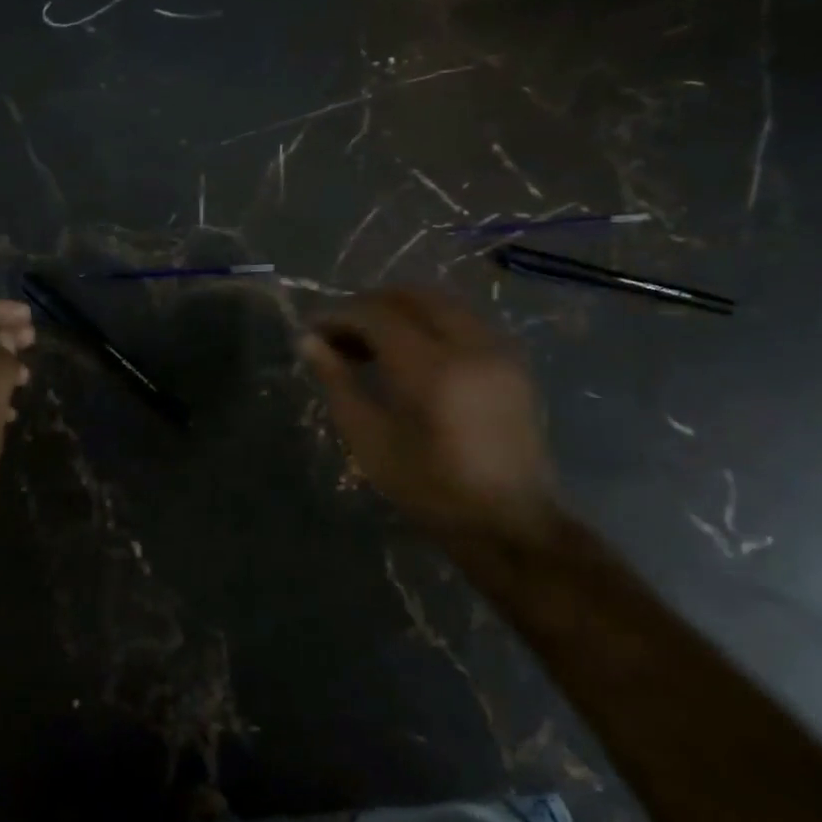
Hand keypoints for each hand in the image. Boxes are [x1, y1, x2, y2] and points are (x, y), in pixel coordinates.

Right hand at [301, 287, 558, 543]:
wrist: (511, 526)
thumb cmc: (430, 490)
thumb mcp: (371, 441)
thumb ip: (338, 383)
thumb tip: (308, 341)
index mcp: (431, 368)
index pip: (377, 314)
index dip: (339, 315)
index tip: (313, 331)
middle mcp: (469, 345)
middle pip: (412, 295)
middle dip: (370, 305)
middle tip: (341, 333)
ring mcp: (498, 350)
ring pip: (441, 302)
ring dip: (400, 310)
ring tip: (372, 342)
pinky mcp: (512, 362)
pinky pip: (463, 320)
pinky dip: (430, 321)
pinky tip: (411, 353)